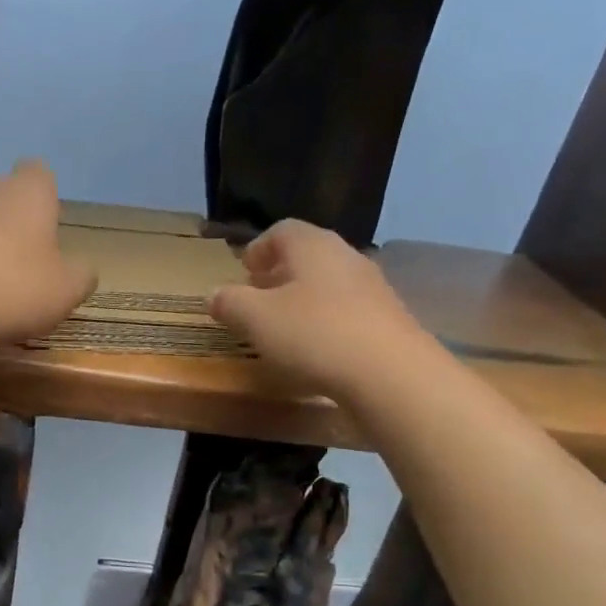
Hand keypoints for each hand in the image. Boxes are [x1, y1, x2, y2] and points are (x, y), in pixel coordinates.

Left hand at [0, 161, 97, 347]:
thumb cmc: (12, 287)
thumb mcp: (66, 290)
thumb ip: (80, 275)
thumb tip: (82, 269)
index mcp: (28, 191)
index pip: (39, 172)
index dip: (47, 196)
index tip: (51, 226)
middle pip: (3, 193)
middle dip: (13, 218)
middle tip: (27, 256)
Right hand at [209, 220, 434, 397]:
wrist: (390, 374)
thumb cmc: (314, 335)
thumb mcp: (256, 319)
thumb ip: (230, 303)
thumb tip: (214, 294)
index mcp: (312, 246)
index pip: (281, 231)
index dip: (258, 248)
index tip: (243, 272)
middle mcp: (345, 256)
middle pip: (307, 256)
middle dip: (279, 274)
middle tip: (257, 298)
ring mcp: (372, 287)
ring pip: (328, 283)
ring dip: (302, 299)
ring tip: (283, 327)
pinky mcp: (387, 319)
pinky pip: (347, 310)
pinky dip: (325, 321)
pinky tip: (316, 349)